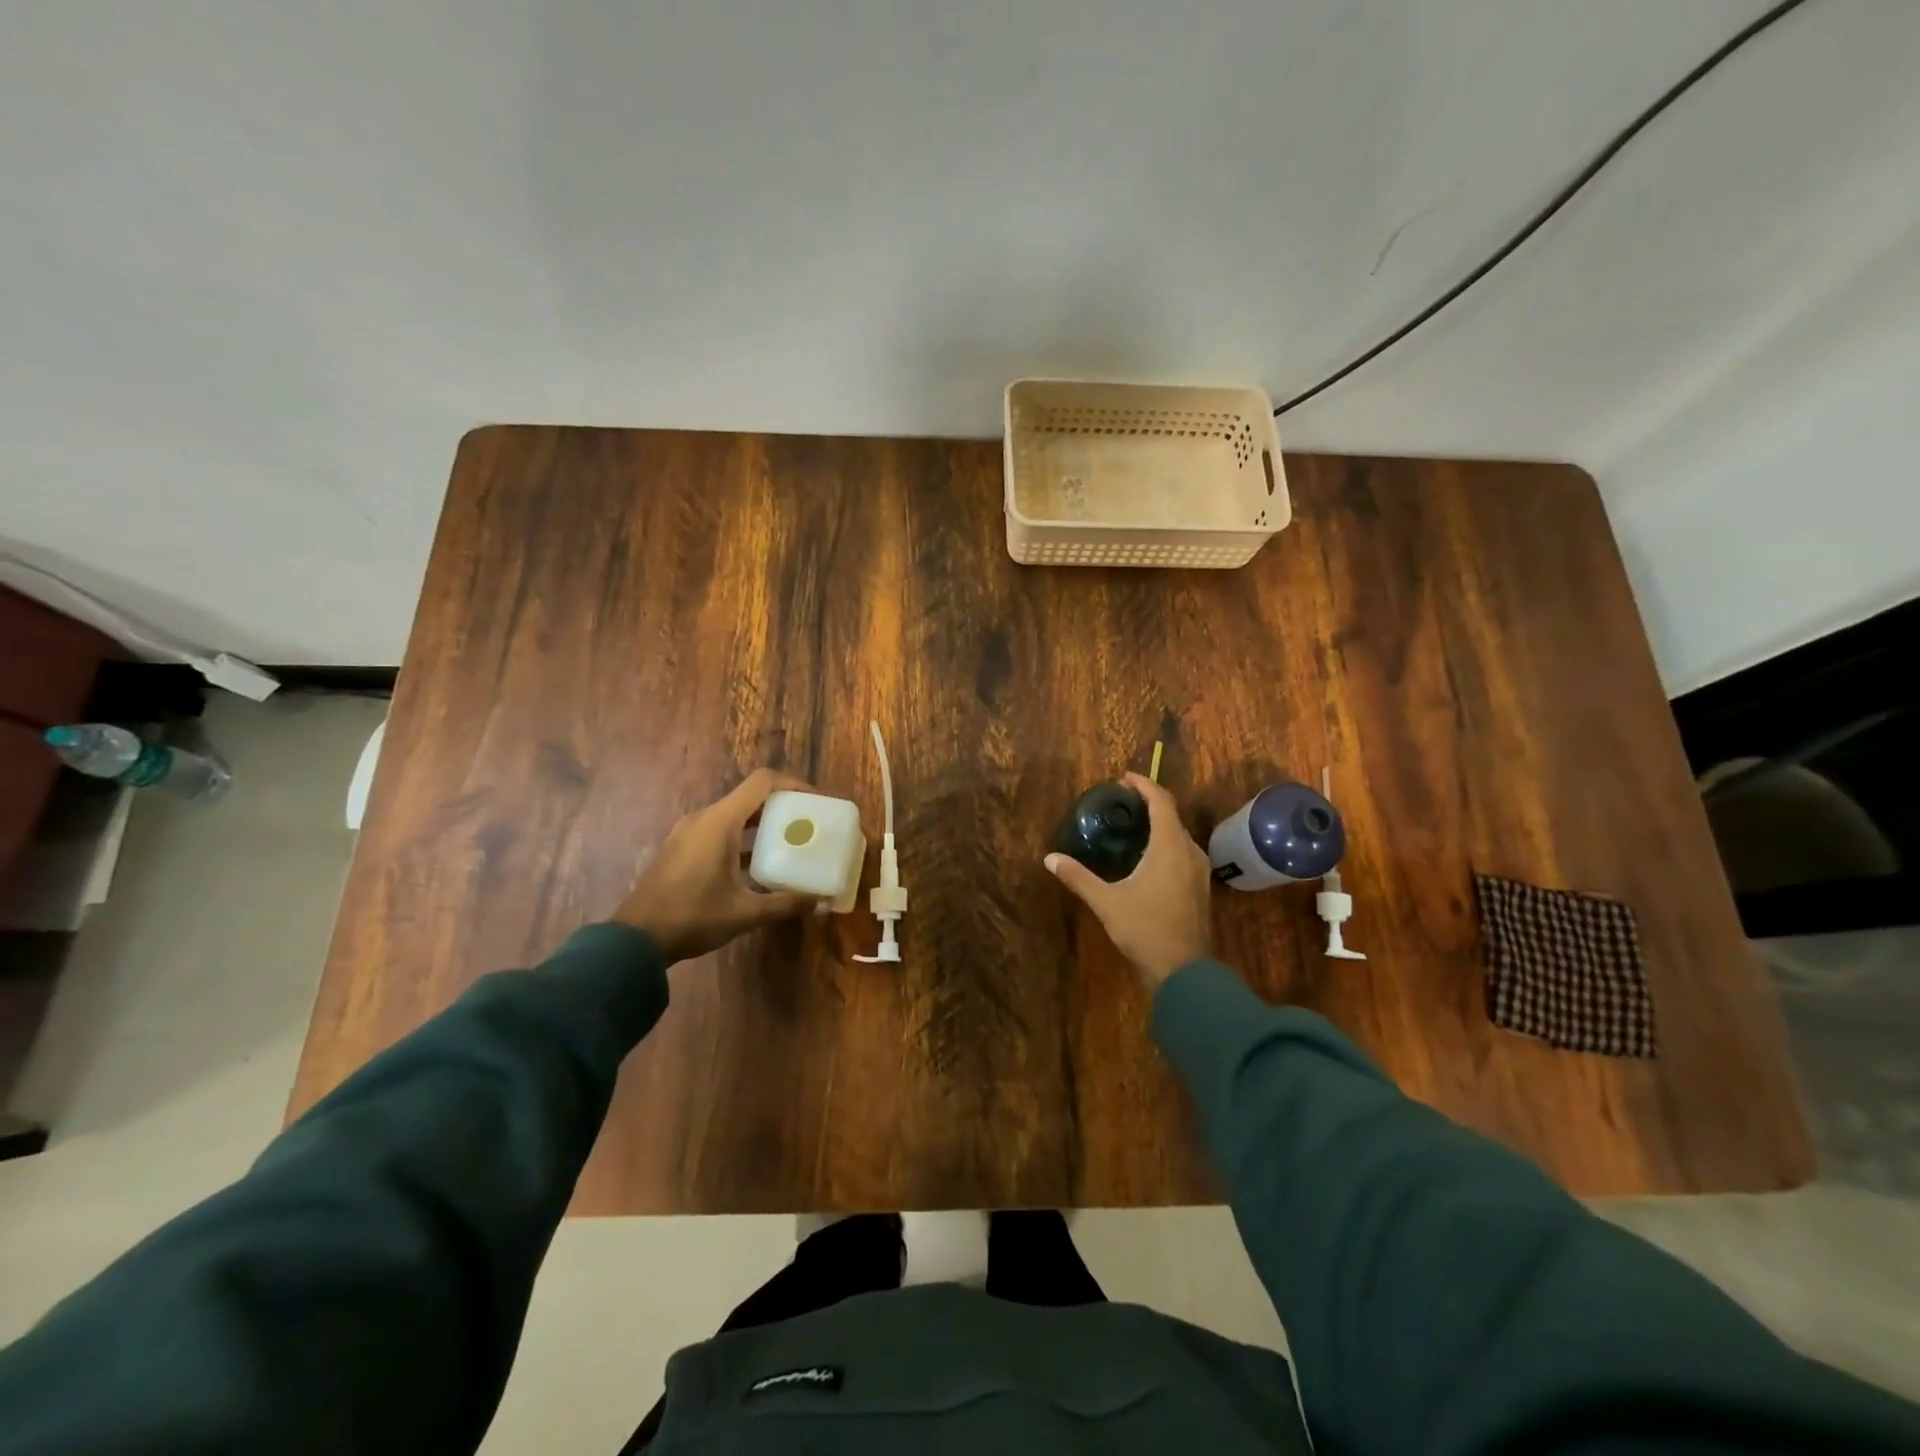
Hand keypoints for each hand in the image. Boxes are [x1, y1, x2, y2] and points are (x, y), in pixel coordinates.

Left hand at [615, 769, 817, 961]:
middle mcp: (704, 818)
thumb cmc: (692, 918)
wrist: (635, 941)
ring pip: (734, 814)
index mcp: (720, 822)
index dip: (793, 784)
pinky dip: (743, 838)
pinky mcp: (681, 848)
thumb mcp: (745, 913)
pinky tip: (758, 865)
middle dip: (782, 806)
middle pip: (750, 797)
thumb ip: (785, 904)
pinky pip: (720, 830)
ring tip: (789, 843)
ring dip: (762, 823)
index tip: (816, 801)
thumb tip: (822, 903)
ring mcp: (689, 832)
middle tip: (808, 824)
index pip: (762, 782)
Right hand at [1045, 773, 1212, 990]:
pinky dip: (1166, 844)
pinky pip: (1183, 853)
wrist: (1184, 972)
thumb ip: (1078, 877)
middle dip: (1150, 804)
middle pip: (1172, 816)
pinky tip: (1148, 857)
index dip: (1144, 785)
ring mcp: (1199, 871)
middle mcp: (1189, 852)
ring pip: (1179, 836)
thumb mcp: (1106, 902)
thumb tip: (1049, 858)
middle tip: (1122, 802)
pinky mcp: (1199, 888)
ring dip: (1160, 824)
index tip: (1124, 778)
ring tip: (1134, 826)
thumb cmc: (1145, 929)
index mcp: (1170, 847)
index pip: (1161, 802)